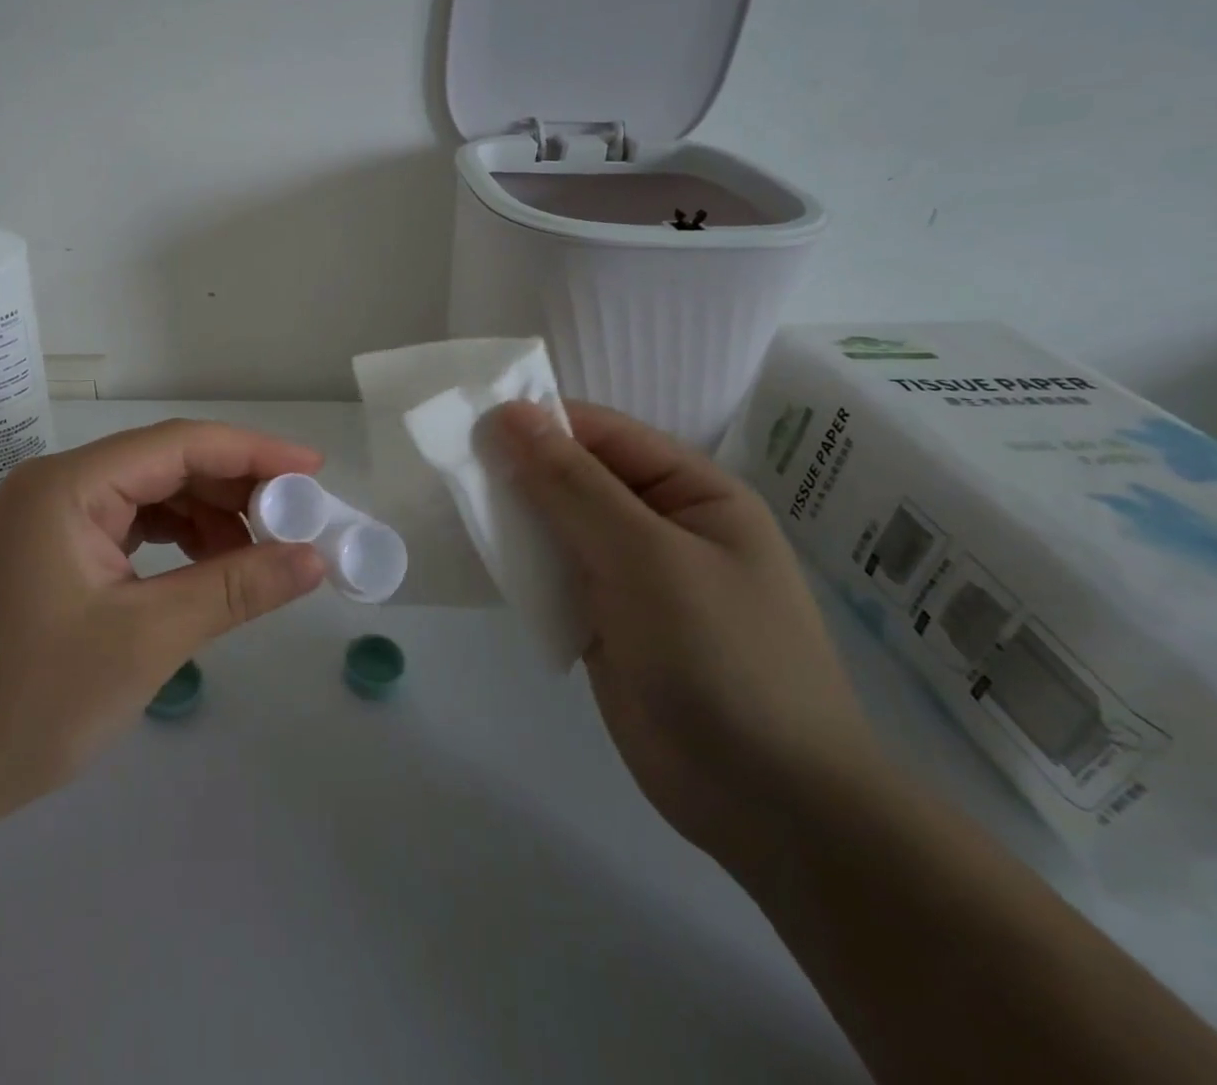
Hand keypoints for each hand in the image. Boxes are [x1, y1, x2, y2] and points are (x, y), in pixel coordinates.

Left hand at [0, 420, 327, 823]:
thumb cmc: (31, 702)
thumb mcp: (148, 639)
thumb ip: (235, 588)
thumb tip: (314, 558)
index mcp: (69, 485)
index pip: (180, 445)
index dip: (254, 452)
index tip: (314, 471)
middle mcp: (56, 486)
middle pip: (164, 465)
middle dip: (234, 490)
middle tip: (296, 523)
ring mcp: (48, 519)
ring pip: (148, 497)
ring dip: (206, 519)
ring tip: (257, 556)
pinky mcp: (49, 554)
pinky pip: (127, 529)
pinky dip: (173, 544)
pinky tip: (205, 571)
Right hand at [496, 400, 887, 881]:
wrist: (765, 802)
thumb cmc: (720, 656)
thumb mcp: (644, 556)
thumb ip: (571, 485)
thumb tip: (509, 414)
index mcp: (692, 492)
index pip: (604, 434)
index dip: (539, 423)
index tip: (470, 424)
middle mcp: (659, 526)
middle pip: (575, 478)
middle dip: (518, 472)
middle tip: (451, 467)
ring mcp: (630, 576)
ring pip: (556, 527)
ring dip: (512, 519)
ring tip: (453, 507)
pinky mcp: (603, 621)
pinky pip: (552, 576)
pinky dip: (518, 566)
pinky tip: (477, 557)